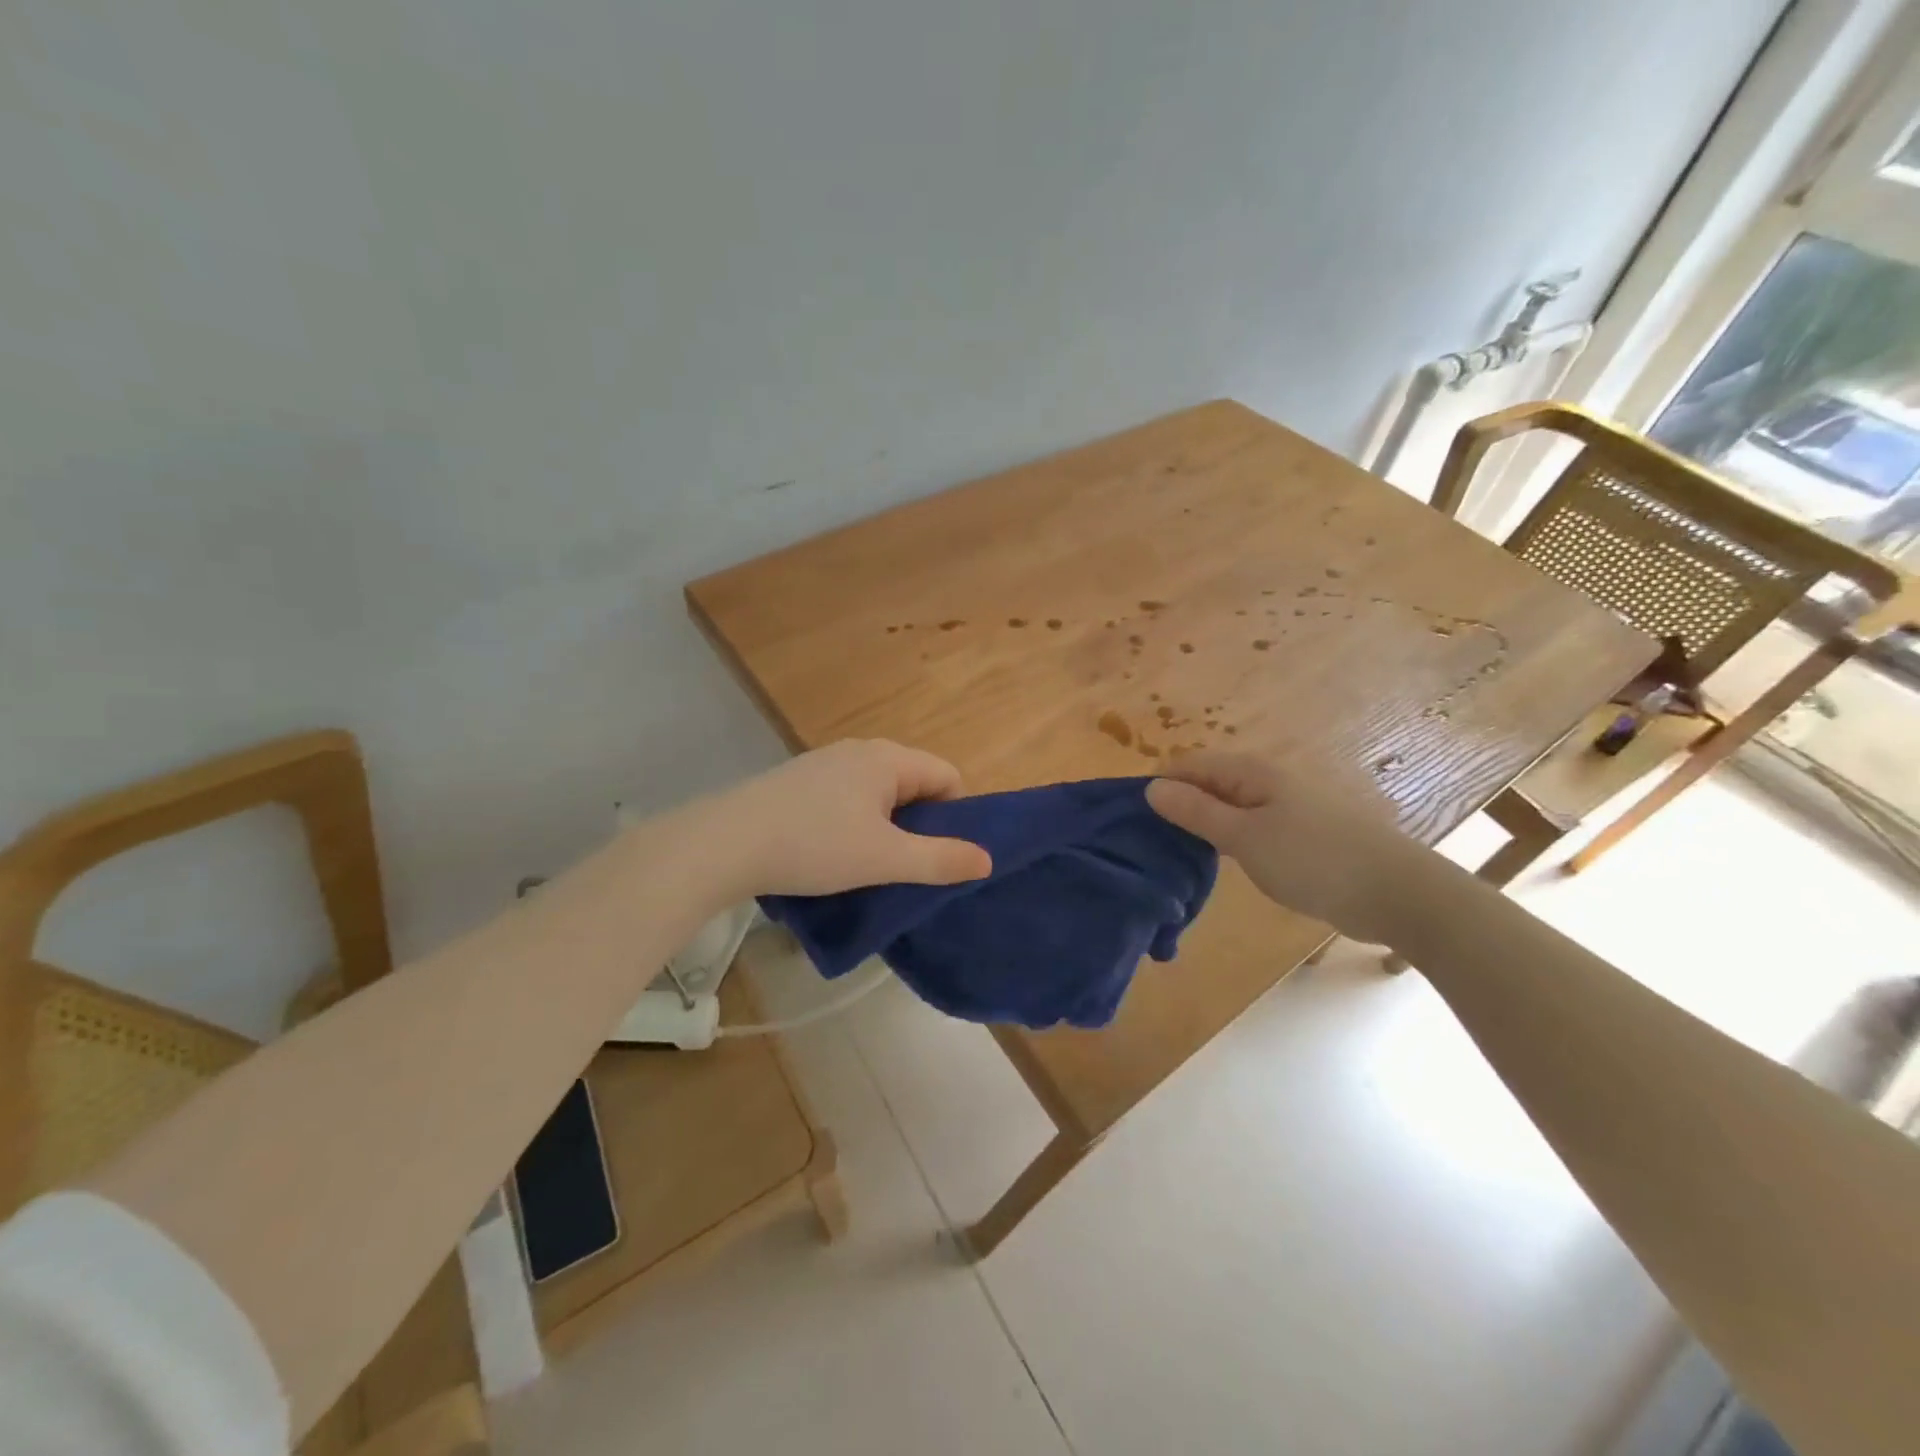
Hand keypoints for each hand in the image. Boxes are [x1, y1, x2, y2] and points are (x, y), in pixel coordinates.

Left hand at [709, 739, 992, 897]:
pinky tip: (830, 853)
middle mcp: (860, 750)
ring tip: (868, 865)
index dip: (956, 817)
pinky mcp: (799, 781)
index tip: (940, 856)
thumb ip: (940, 860)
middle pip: (914, 783)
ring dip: (885, 827)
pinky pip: (847, 798)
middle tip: (906, 867)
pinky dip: (853, 823)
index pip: (948, 776)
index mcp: (888, 758)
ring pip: (879, 793)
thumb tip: (987, 860)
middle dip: (920, 825)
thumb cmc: (814, 845)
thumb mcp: (885, 858)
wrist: (725, 843)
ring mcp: (826, 763)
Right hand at [1146, 750, 1417, 943]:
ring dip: (1201, 825)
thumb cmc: (1314, 860)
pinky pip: (1249, 827)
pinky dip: (1227, 840)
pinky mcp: (1299, 834)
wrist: (1398, 893)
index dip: (1158, 786)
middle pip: (1207, 784)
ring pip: (1228, 807)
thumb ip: (1196, 812)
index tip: (1132, 819)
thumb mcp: (1244, 837)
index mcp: (1251, 772)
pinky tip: (1218, 863)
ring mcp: (1286, 807)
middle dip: (1177, 806)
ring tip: (1174, 854)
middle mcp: (1267, 781)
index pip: (1188, 765)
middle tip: (1149, 842)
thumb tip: (1151, 787)